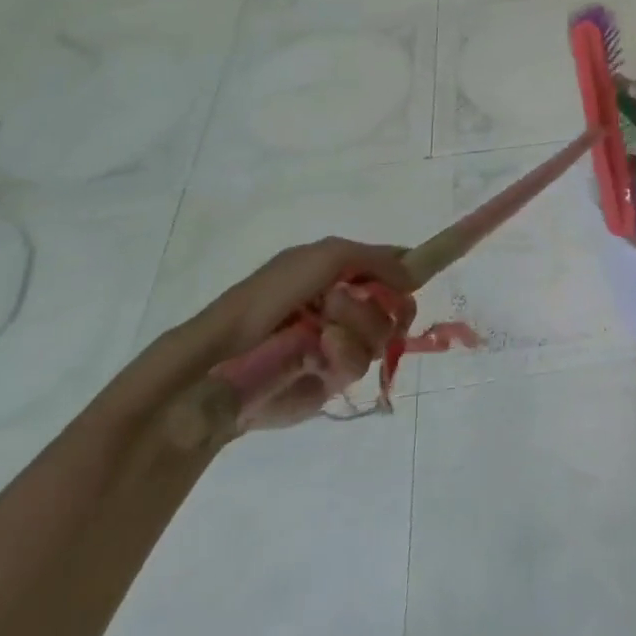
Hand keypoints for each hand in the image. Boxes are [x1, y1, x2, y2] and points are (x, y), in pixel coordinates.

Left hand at [185, 238, 417, 429]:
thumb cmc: (269, 297)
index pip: (391, 268)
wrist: (223, 360)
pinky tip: (322, 353)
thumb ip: (375, 257)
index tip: (411, 280)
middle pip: (397, 305)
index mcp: (341, 273)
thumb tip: (413, 275)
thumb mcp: (325, 255)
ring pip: (384, 335)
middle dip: (382, 302)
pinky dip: (345, 353)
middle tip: (354, 304)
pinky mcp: (333, 380)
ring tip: (326, 331)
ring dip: (359, 328)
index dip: (405, 274)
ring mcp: (341, 344)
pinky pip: (362, 364)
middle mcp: (346, 306)